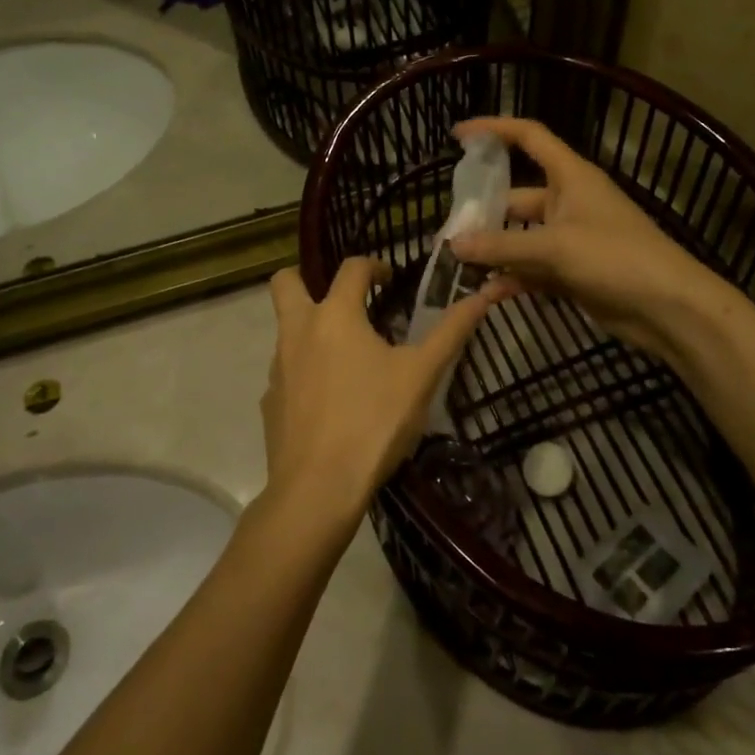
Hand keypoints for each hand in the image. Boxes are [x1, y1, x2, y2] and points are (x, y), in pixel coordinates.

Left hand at [260, 259, 507, 529]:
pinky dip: (305, 372)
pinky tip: (331, 401)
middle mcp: (298, 331)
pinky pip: (286, 372)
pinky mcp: (270, 401)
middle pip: (285, 282)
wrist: (318, 488)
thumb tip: (484, 293)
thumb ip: (451, 330)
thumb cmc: (374, 422)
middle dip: (306, 278)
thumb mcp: (422, 375)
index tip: (390, 281)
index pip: (351, 268)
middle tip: (341, 300)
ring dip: (311, 329)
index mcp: (335, 316)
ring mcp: (278, 367)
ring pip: (286, 329)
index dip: (374, 266)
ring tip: (348, 358)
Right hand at [447, 117, 731, 360]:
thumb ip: (502, 246)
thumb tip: (454, 245)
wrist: (668, 307)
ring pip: (521, 237)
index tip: (458, 136)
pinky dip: (512, 278)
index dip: (494, 130)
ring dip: (494, 251)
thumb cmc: (616, 258)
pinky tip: (487, 293)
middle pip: (516, 197)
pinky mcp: (572, 272)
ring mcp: (570, 239)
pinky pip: (532, 269)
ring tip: (458, 265)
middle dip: (484, 212)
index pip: (529, 137)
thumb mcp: (554, 247)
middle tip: (449, 230)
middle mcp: (568, 202)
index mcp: (570, 177)